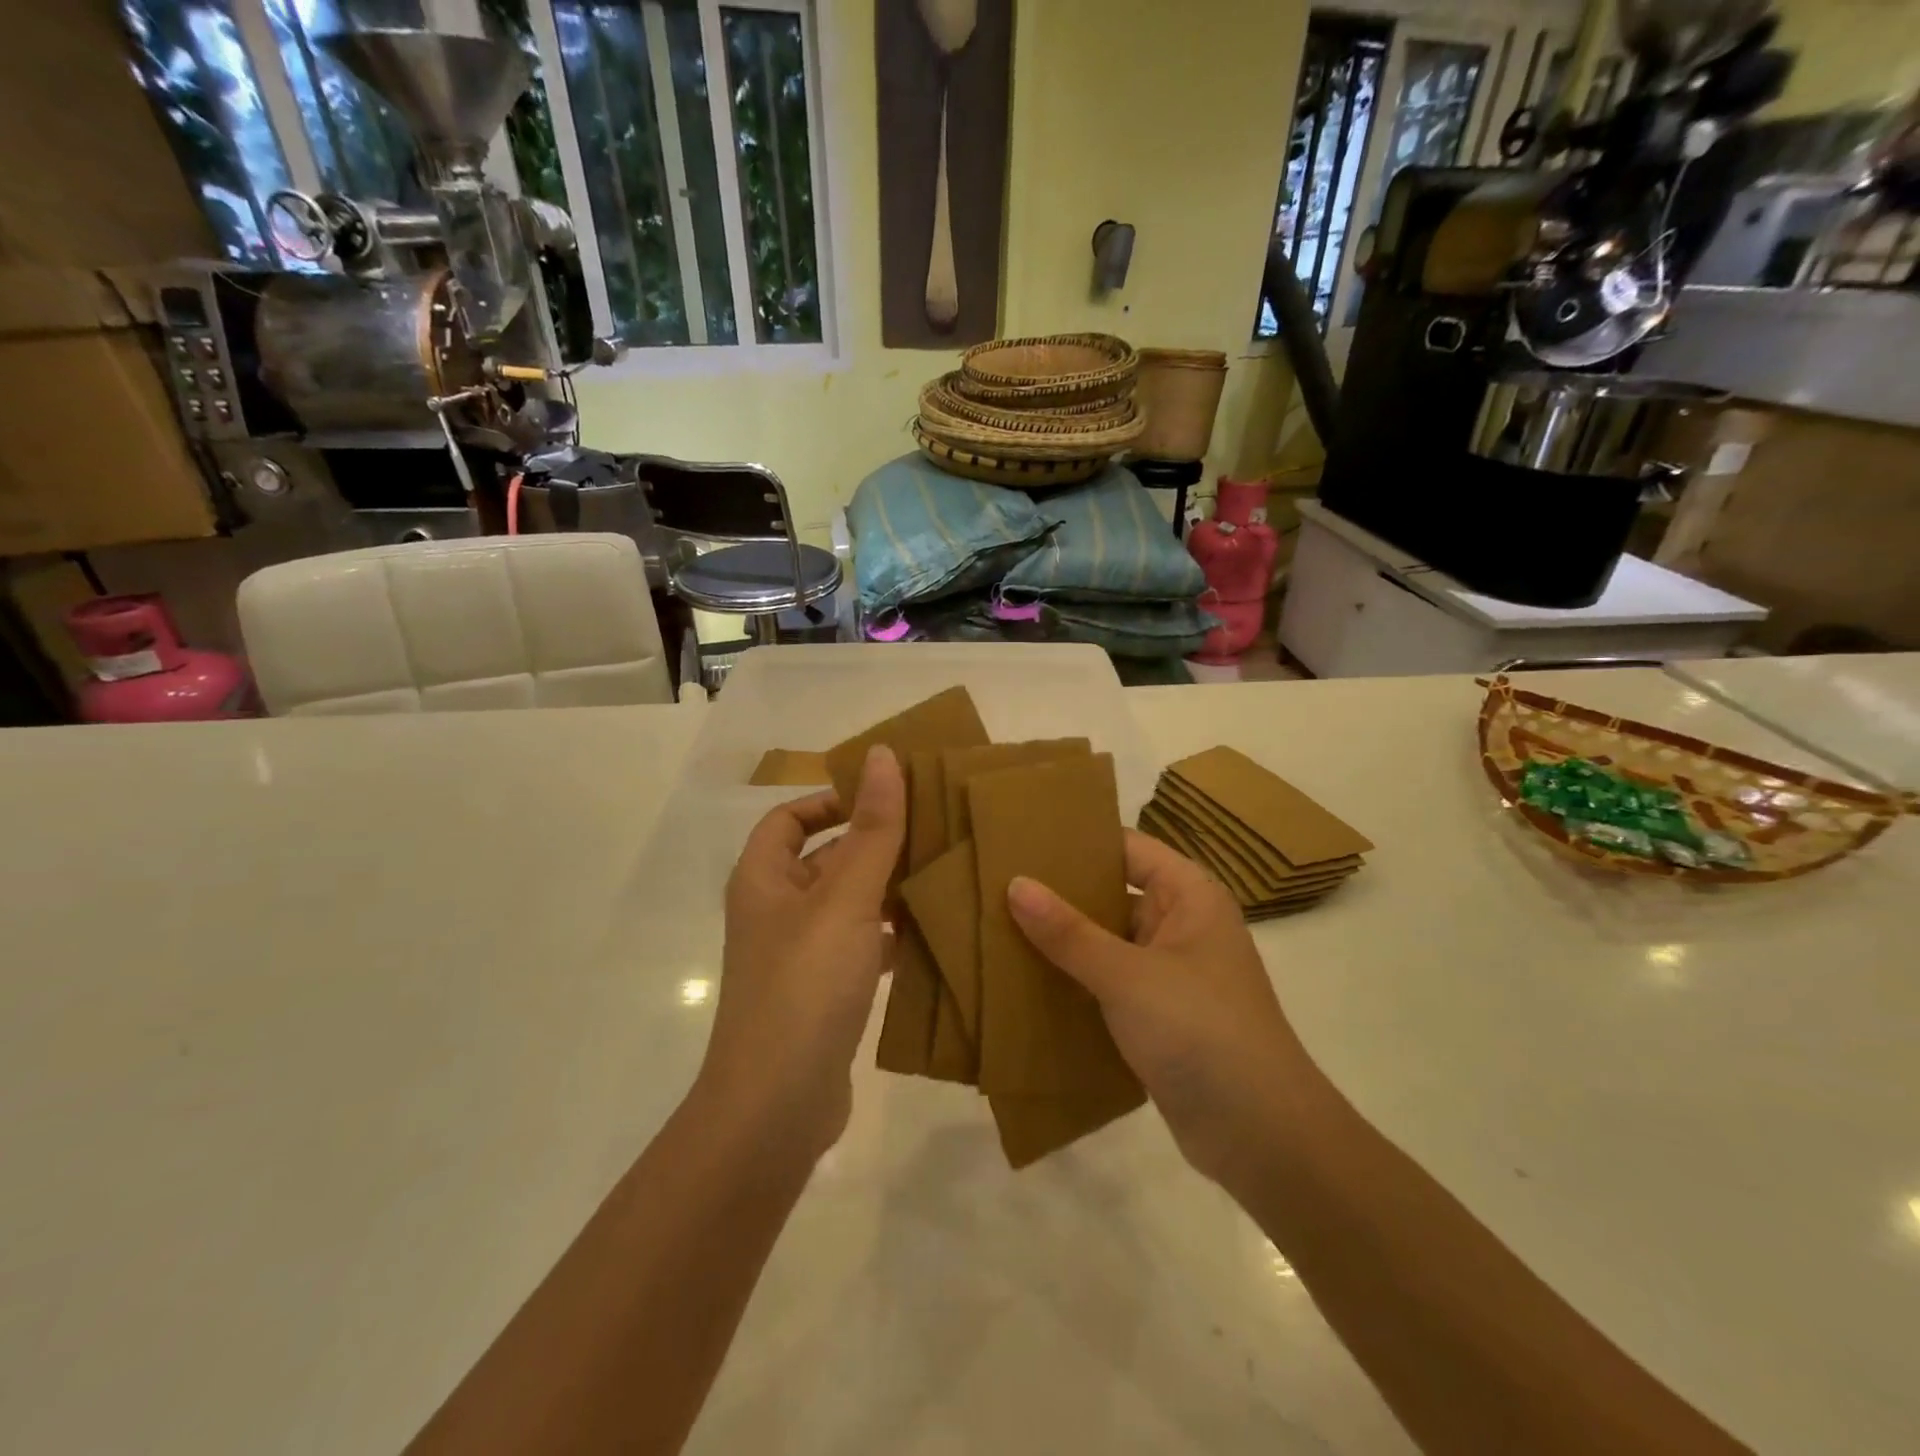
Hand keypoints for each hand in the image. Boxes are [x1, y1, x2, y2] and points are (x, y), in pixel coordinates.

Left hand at [703, 746, 906, 1160]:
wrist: (776, 1108)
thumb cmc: (804, 986)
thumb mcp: (844, 899)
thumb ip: (871, 829)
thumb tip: (884, 755)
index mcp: (763, 880)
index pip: (790, 818)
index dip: (832, 799)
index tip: (886, 796)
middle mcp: (776, 912)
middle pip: (826, 858)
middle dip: (874, 843)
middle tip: (935, 828)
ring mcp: (800, 955)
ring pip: (850, 904)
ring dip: (889, 888)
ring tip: (946, 871)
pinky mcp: (826, 993)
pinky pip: (863, 946)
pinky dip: (892, 935)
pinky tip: (935, 931)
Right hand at [1007, 830, 1314, 1194]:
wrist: (1261, 1136)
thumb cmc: (1201, 1031)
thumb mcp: (1127, 975)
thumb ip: (1069, 932)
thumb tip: (1016, 884)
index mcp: (1189, 896)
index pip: (1127, 848)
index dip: (1078, 841)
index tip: (1021, 839)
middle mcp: (1181, 925)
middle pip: (1112, 894)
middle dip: (1060, 894)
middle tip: (995, 884)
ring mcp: (1170, 973)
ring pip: (1106, 942)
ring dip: (1062, 942)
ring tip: (997, 927)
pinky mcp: (1158, 1017)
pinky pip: (1108, 984)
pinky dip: (1074, 981)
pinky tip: (1025, 981)